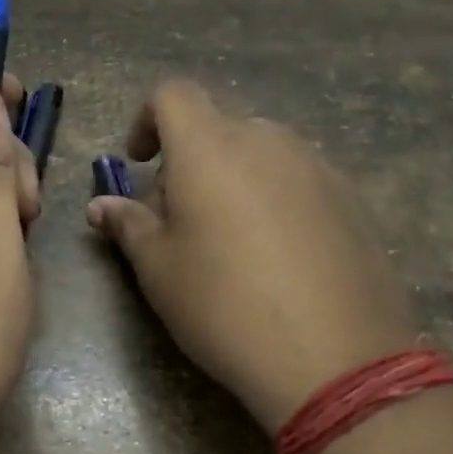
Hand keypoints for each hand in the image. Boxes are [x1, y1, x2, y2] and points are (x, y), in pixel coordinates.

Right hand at [87, 81, 418, 432]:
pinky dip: (274, 199)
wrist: (334, 358)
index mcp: (210, 147)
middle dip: (188, 163)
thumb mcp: (159, 269)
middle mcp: (267, 140)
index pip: (173, 95)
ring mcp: (317, 166)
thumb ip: (128, 224)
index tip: (139, 163)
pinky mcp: (352, 198)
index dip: (147, 120)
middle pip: (216, 129)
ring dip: (233, 179)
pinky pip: (298, 180)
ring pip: (260, 154)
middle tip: (179, 221)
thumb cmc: (224, 305)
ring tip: (230, 242)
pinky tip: (279, 257)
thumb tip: (101, 205)